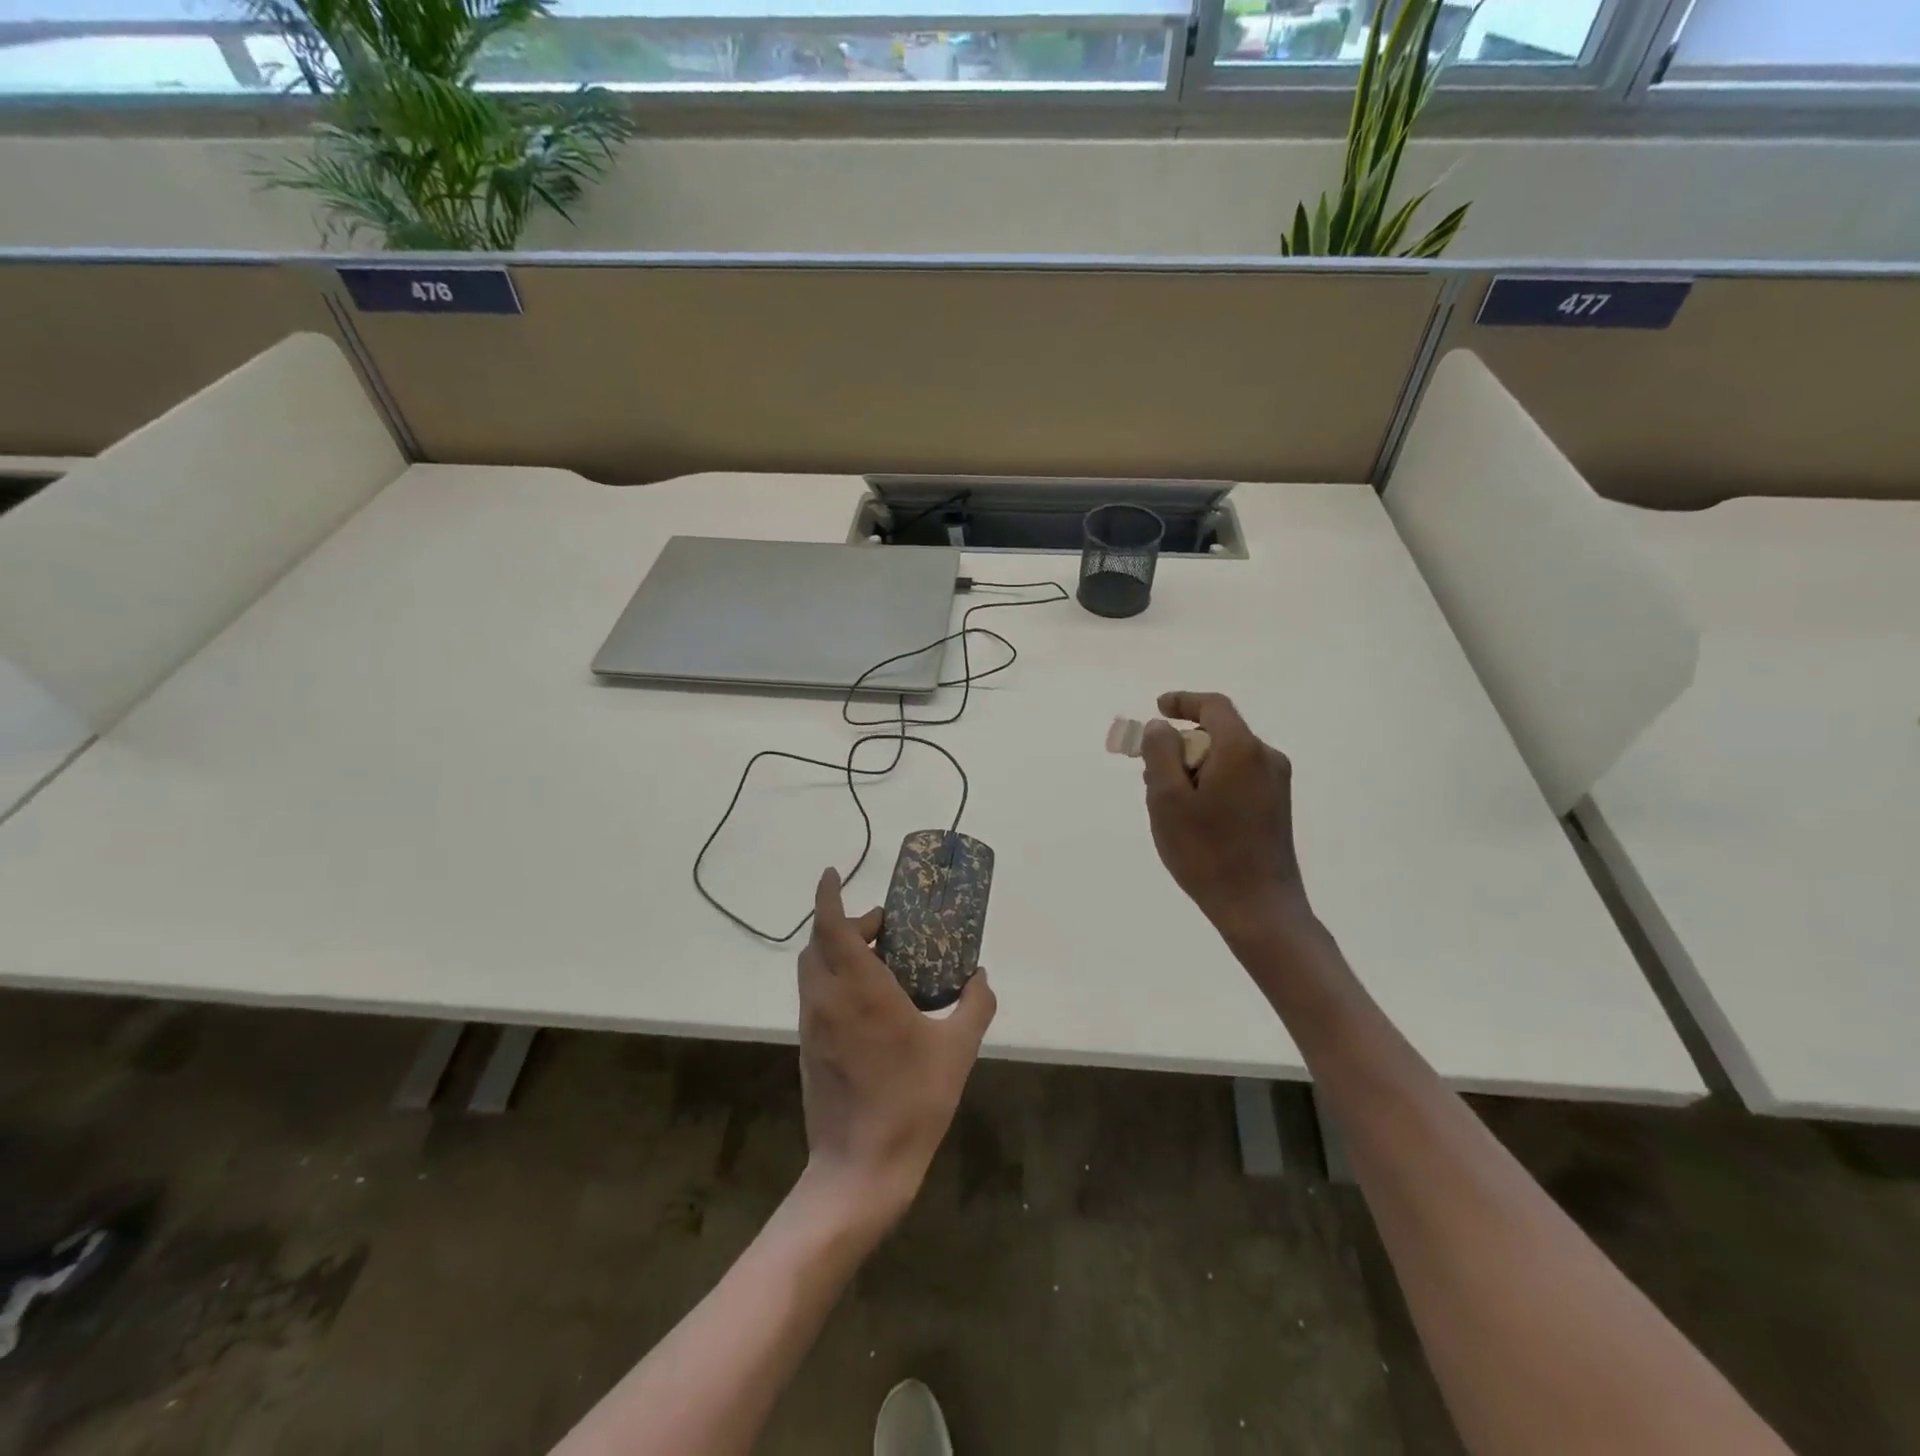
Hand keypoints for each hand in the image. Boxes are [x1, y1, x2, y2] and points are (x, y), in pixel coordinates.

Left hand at [796, 869, 996, 1227]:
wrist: (859, 1168)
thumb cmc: (911, 1101)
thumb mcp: (957, 1050)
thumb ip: (974, 1006)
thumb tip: (981, 977)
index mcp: (860, 989)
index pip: (832, 927)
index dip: (828, 896)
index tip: (832, 873)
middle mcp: (828, 999)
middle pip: (819, 943)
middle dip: (842, 923)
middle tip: (881, 927)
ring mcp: (813, 1025)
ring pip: (813, 970)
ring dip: (836, 951)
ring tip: (876, 959)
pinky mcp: (809, 1048)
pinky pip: (816, 996)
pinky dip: (834, 979)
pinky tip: (868, 1001)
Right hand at [1141, 691, 1309, 938]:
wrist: (1258, 907)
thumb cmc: (1207, 851)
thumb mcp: (1167, 799)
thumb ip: (1160, 754)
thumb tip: (1163, 727)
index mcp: (1241, 749)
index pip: (1213, 706)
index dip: (1183, 701)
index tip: (1158, 708)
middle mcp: (1266, 758)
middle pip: (1218, 734)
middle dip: (1181, 746)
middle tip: (1150, 773)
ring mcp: (1276, 784)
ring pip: (1226, 759)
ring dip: (1194, 768)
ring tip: (1168, 804)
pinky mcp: (1276, 807)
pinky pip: (1237, 778)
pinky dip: (1211, 784)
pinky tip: (1194, 818)